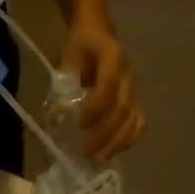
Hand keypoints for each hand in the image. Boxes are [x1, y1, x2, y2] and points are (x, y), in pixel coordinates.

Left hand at [60, 21, 143, 164]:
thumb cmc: (80, 47)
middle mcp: (129, 75)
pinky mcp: (135, 102)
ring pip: (132, 120)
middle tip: (84, 151)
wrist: (98, 33)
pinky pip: (137, 124)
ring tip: (97, 160)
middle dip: (103, 133)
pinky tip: (110, 153)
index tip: (79, 124)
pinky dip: (126, 141)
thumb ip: (63, 83)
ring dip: (116, 143)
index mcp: (112, 57)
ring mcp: (134, 90)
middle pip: (122, 108)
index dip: (96, 107)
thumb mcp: (67, 57)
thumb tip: (57, 115)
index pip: (109, 84)